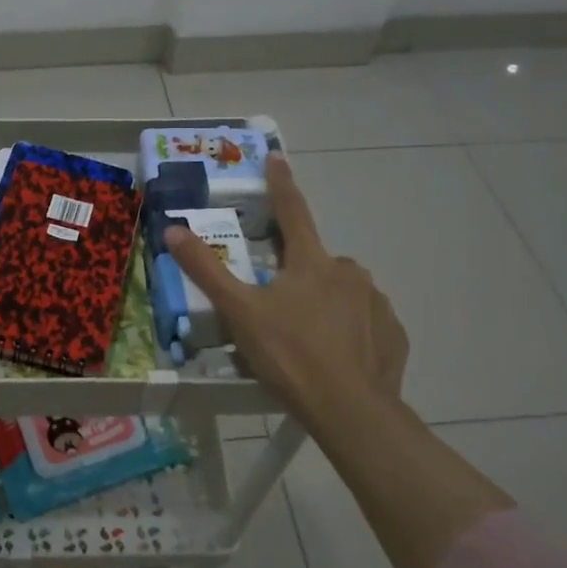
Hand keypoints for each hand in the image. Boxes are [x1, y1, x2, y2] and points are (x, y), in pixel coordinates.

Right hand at [166, 154, 408, 426]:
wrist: (350, 410)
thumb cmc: (289, 354)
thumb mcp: (239, 312)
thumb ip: (206, 269)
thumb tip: (173, 229)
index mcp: (311, 262)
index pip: (292, 211)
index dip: (281, 183)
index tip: (277, 157)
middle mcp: (348, 273)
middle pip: (316, 261)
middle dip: (298, 274)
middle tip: (278, 308)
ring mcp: (376, 303)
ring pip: (343, 291)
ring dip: (325, 303)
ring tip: (305, 339)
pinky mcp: (393, 335)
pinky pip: (366, 322)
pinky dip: (351, 330)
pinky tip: (337, 357)